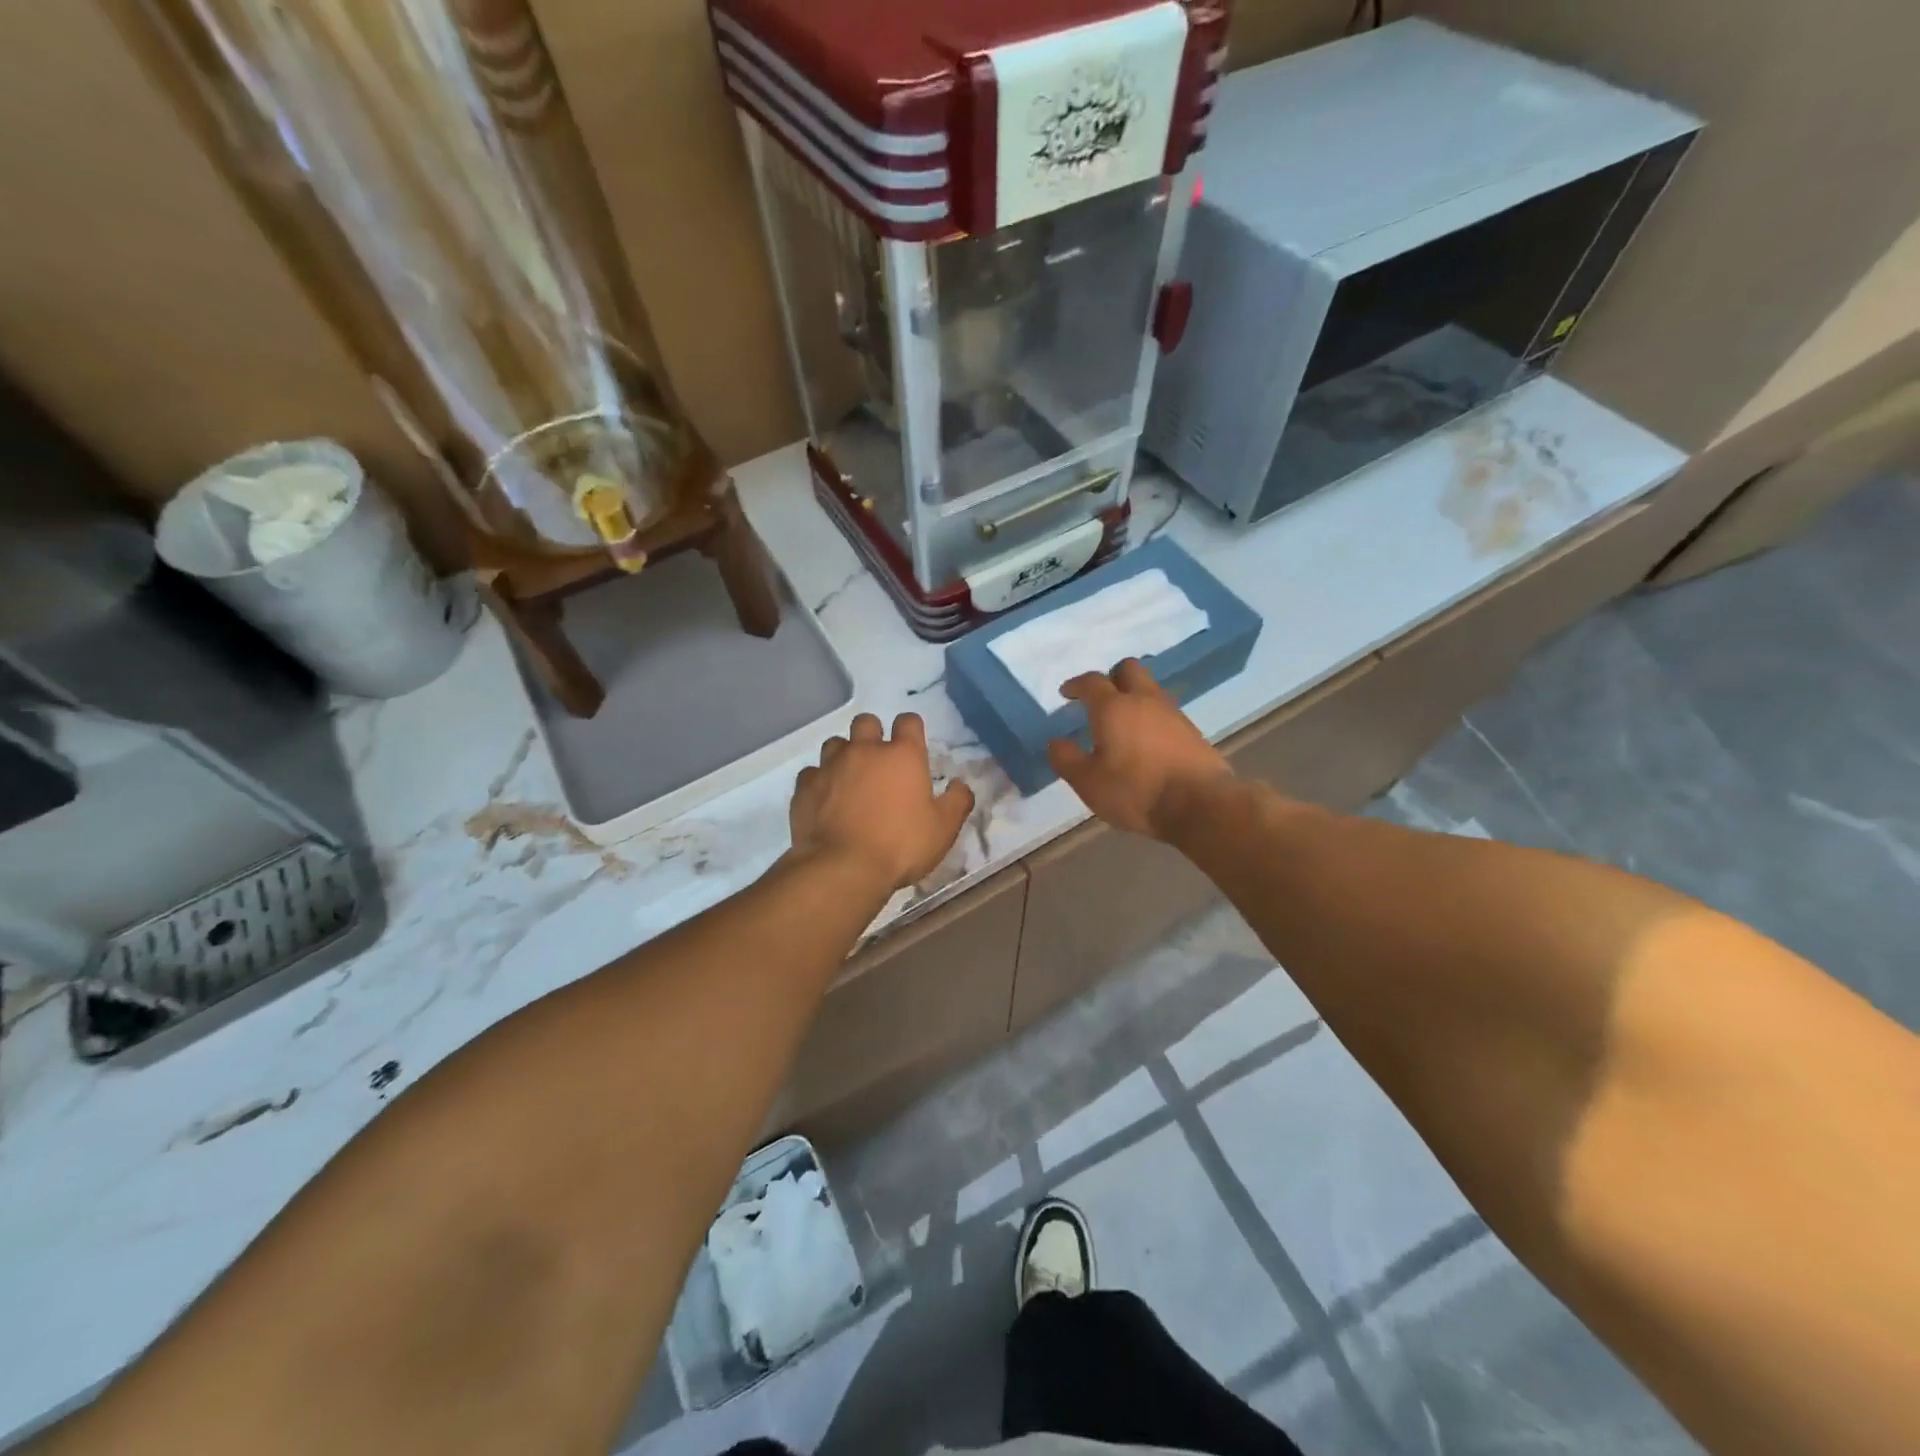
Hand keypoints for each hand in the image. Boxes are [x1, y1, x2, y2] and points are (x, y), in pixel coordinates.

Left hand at [791, 713, 975, 890]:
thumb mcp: (943, 829)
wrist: (843, 868)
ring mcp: (831, 765)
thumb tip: (960, 785)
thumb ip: (957, 801)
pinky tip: (824, 800)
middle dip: (872, 734)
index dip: (911, 729)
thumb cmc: (900, 846)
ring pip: (835, 743)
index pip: (909, 721)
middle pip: (866, 722)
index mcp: (903, 755)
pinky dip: (819, 782)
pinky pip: (811, 773)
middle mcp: (865, 750)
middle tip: (878, 761)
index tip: (912, 746)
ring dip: (843, 755)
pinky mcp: (805, 786)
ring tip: (849, 779)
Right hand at [1047, 659, 1232, 838]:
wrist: (1200, 804)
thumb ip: (1067, 759)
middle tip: (1100, 698)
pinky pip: (1166, 712)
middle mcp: (1144, 700)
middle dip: (1112, 677)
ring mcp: (1173, 714)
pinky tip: (1147, 741)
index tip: (1067, 693)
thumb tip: (1056, 742)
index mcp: (1113, 707)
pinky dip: (1152, 718)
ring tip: (1123, 723)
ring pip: (1150, 690)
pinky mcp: (1192, 731)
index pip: (1091, 682)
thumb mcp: (1088, 782)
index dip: (1076, 684)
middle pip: (1129, 669)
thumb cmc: (1135, 791)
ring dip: (1135, 697)